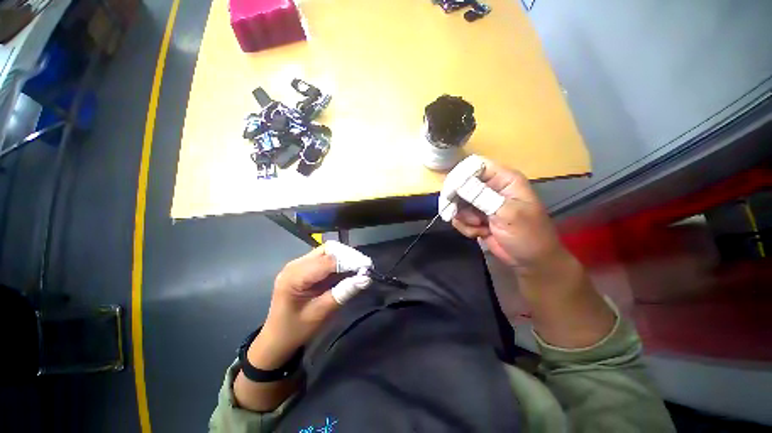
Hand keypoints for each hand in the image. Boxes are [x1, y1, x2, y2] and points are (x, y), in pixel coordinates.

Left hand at [252, 244, 371, 366]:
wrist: (276, 339)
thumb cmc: (295, 330)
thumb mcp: (320, 314)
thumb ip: (342, 293)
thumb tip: (366, 278)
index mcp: (294, 276)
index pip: (328, 261)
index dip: (350, 262)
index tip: (368, 268)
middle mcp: (295, 264)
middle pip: (327, 250)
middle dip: (348, 256)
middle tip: (364, 268)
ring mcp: (298, 264)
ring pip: (327, 251)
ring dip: (344, 258)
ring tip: (358, 268)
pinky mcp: (303, 267)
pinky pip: (325, 258)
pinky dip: (338, 262)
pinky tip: (347, 270)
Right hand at [449, 159, 566, 272]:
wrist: (530, 262)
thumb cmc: (528, 235)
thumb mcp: (508, 213)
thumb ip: (481, 196)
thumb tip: (457, 182)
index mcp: (504, 179)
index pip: (476, 166)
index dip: (460, 176)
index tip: (450, 193)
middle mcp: (490, 187)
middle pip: (461, 183)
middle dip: (457, 200)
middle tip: (455, 213)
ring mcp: (481, 203)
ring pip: (457, 202)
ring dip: (463, 217)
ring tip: (478, 226)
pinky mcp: (475, 217)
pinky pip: (459, 216)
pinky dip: (465, 226)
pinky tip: (479, 233)